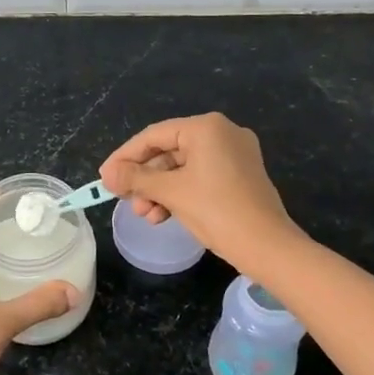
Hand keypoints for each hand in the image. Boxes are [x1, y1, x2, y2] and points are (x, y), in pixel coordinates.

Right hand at [100, 113, 305, 279]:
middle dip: (144, 178)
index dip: (125, 156)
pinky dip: (179, 194)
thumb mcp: (171, 192)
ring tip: (144, 215)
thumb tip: (107, 173)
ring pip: (182, 167)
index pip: (154, 135)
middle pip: (168, 151)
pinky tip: (162, 215)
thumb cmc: (217, 211)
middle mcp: (222, 133)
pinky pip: (199, 177)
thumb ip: (136, 178)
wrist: (268, 247)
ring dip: (159, 190)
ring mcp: (234, 155)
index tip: (105, 177)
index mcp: (207, 128)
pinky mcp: (240, 176)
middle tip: (123, 200)